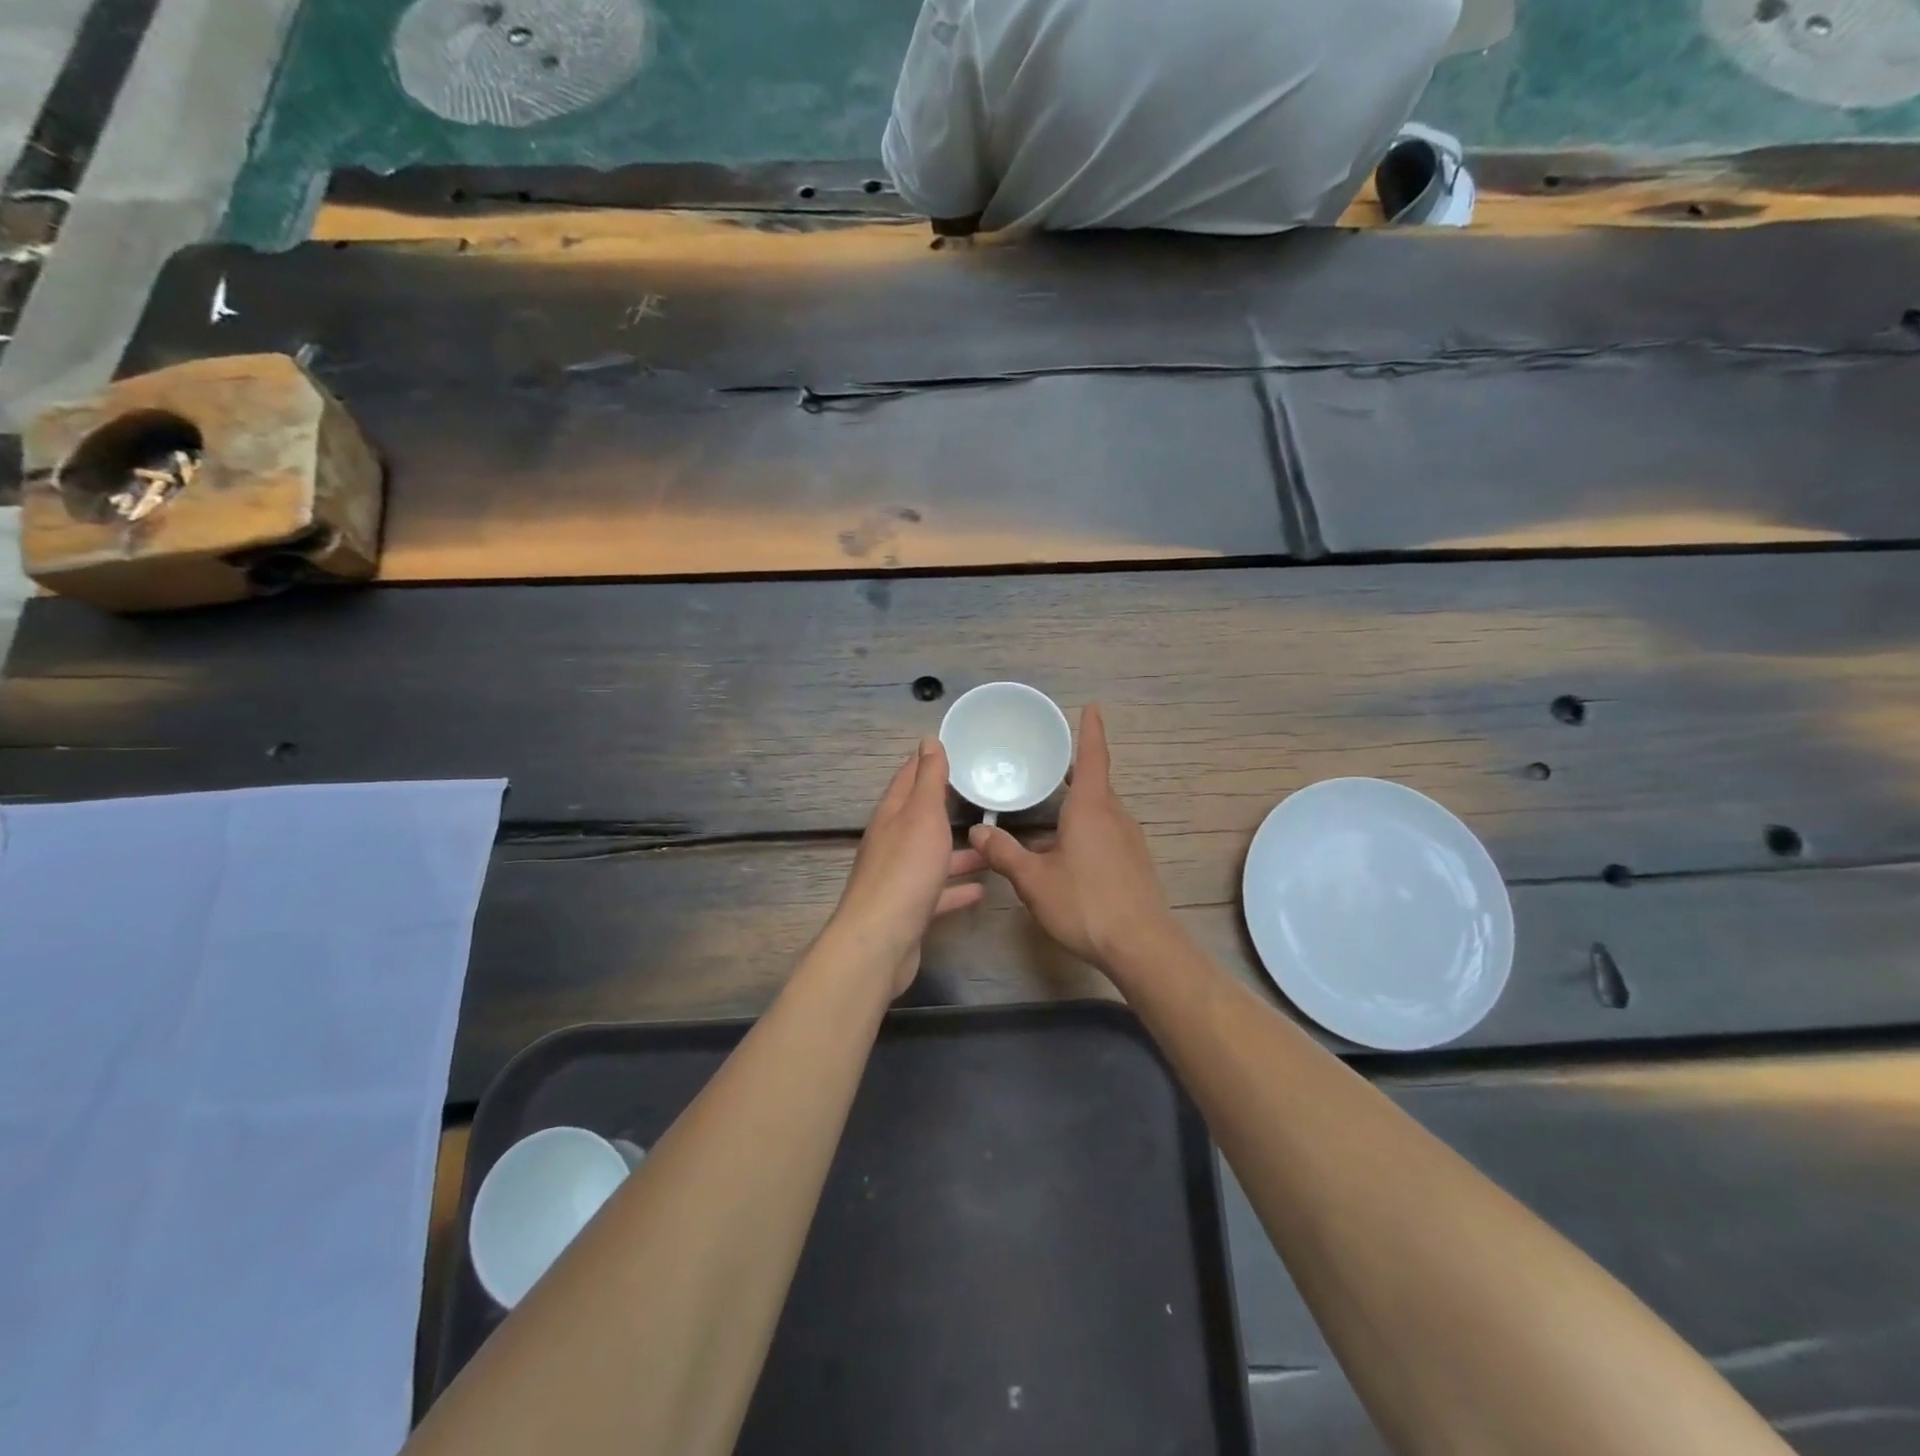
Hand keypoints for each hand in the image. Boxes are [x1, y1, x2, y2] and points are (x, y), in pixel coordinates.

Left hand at [831, 737, 985, 994]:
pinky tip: (982, 889)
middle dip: (947, 805)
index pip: (908, 778)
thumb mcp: (922, 816)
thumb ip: (928, 780)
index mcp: (892, 816)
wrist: (881, 941)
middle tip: (982, 794)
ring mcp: (899, 879)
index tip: (954, 749)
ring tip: (992, 844)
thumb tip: (928, 739)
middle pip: (921, 818)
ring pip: (932, 856)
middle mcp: (892, 843)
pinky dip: (957, 888)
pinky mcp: (910, 910)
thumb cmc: (905, 870)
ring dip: (958, 850)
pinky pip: (938, 892)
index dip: (928, 762)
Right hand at [968, 705, 1177, 978]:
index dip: (1090, 730)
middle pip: (1096, 783)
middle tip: (1048, 764)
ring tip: (1049, 809)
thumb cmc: (1085, 903)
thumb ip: (1004, 853)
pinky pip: (1107, 831)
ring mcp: (1129, 839)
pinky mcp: (1134, 861)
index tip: (1092, 706)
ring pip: (1101, 810)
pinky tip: (1067, 851)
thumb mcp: (1034, 880)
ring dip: (1079, 804)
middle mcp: (1115, 816)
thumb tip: (978, 831)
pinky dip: (1087, 827)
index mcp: (1092, 808)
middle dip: (1075, 771)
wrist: (1141, 945)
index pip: (1093, 757)